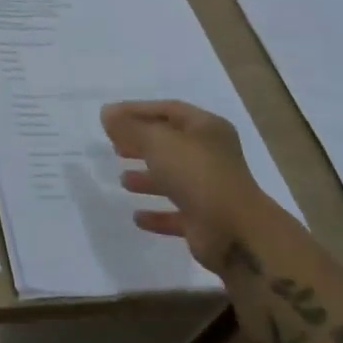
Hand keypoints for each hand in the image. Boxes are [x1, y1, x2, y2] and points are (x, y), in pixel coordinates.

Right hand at [101, 99, 271, 269]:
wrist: (236, 233)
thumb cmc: (197, 174)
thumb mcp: (157, 142)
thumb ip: (129, 127)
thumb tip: (106, 113)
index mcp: (206, 128)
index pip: (168, 109)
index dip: (137, 110)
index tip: (109, 117)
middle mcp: (211, 155)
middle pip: (170, 143)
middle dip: (141, 144)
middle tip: (114, 146)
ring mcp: (211, 188)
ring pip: (174, 178)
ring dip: (148, 178)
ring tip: (122, 180)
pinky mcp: (207, 220)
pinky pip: (177, 212)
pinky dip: (158, 213)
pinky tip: (137, 217)